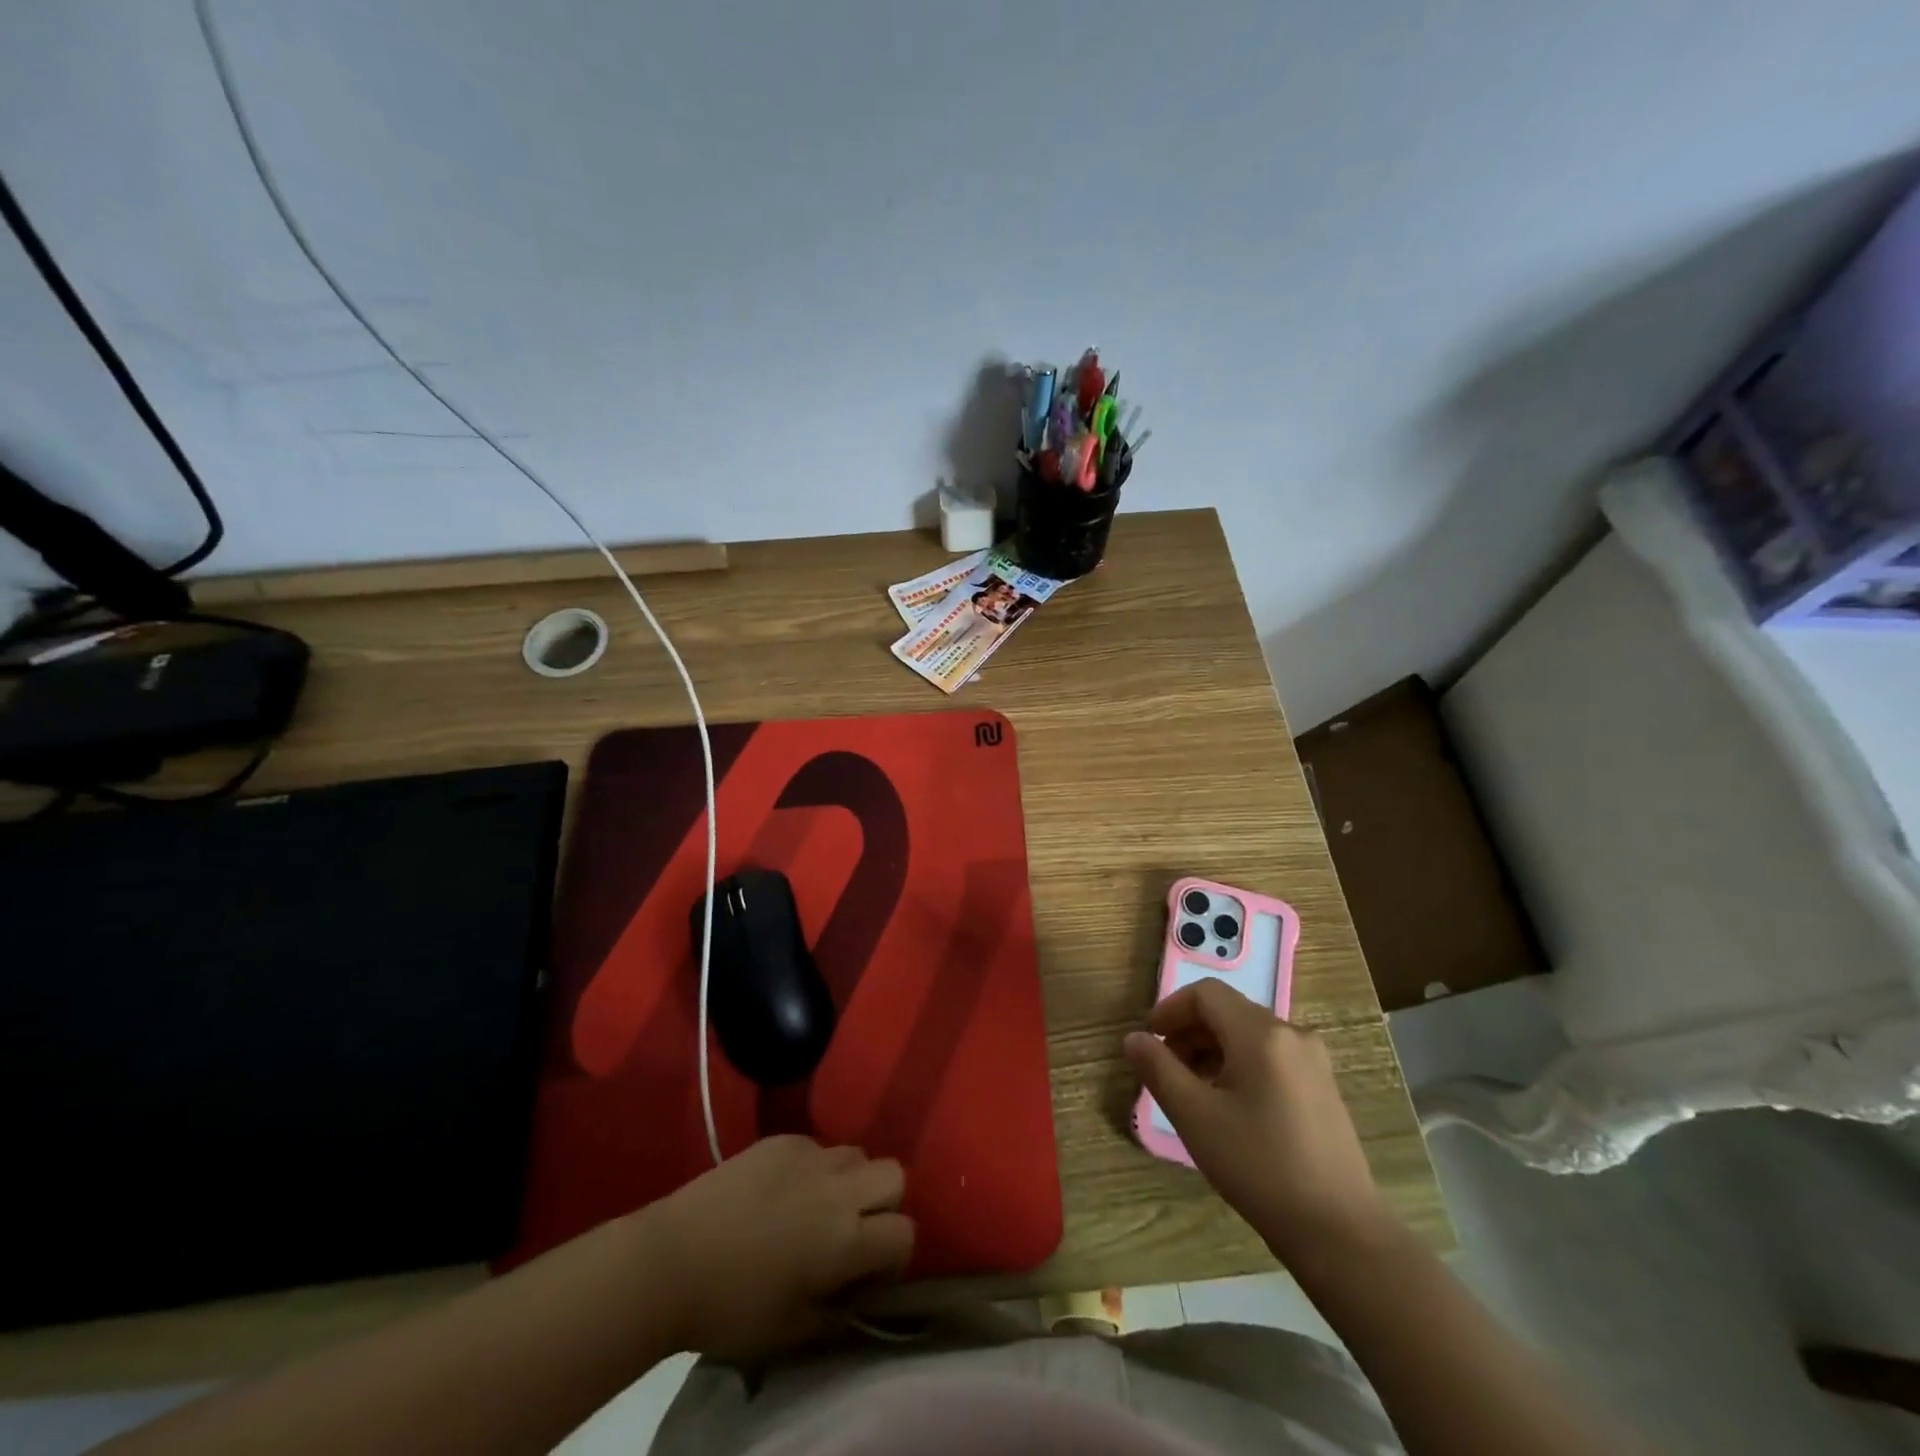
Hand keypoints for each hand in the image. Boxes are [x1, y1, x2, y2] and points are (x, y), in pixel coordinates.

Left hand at [638, 1136, 913, 1360]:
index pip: (905, 1232)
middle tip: (851, 1230)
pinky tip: (781, 1191)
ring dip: (850, 1180)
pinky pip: (817, 1146)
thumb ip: (838, 1308)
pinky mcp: (781, 1140)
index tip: (866, 1274)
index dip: (893, 1256)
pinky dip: (813, 1168)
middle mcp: (838, 1188)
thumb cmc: (731, 1308)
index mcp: (846, 1239)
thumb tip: (856, 1290)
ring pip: (856, 1154)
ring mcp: (810, 1155)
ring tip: (817, 1206)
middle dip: (884, 1203)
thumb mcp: (792, 1330)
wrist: (671, 1260)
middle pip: (895, 1174)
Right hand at [1125, 979, 1392, 1267]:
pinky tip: (1230, 1107)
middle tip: (1165, 1070)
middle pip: (1228, 1012)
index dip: (1171, 1009)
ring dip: (1212, 1050)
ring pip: (1249, 1035)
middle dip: (1190, 1033)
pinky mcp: (1323, 1087)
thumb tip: (1134, 1038)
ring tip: (1193, 1092)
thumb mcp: (1195, 1117)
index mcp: (1261, 1033)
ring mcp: (1313, 1061)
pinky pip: (1271, 1056)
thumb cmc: (1259, 1166)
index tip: (1150, 1041)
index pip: (1206, 994)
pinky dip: (1240, 1065)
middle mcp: (1291, 1034)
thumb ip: (1158, 1069)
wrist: (1340, 1231)